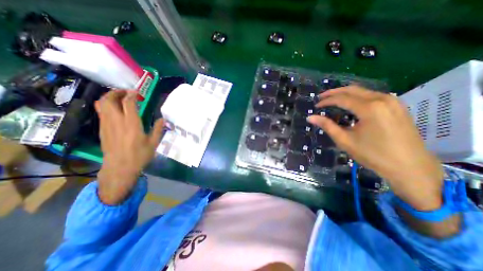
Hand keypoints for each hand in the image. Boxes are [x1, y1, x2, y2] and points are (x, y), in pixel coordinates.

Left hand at [94, 90, 165, 203]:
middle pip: (108, 99)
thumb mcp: (154, 143)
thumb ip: (158, 129)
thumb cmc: (139, 155)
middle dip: (116, 92)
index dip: (131, 94)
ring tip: (120, 99)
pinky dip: (107, 106)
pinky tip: (116, 111)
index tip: (137, 92)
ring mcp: (107, 125)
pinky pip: (101, 112)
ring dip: (109, 97)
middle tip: (126, 93)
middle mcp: (117, 121)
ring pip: (101, 105)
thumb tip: (162, 119)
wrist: (119, 168)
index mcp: (132, 124)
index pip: (128, 103)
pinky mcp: (102, 130)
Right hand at [307, 85, 442, 210]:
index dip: (326, 101)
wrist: (410, 167)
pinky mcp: (397, 106)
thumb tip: (310, 117)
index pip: (341, 99)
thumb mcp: (345, 140)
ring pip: (363, 91)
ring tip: (332, 100)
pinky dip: (357, 97)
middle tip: (321, 98)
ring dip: (345, 94)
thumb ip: (327, 126)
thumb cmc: (373, 155)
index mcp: (369, 108)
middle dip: (334, 92)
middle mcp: (382, 99)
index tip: (316, 106)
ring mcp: (392, 101)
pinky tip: (350, 104)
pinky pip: (372, 95)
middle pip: (352, 90)